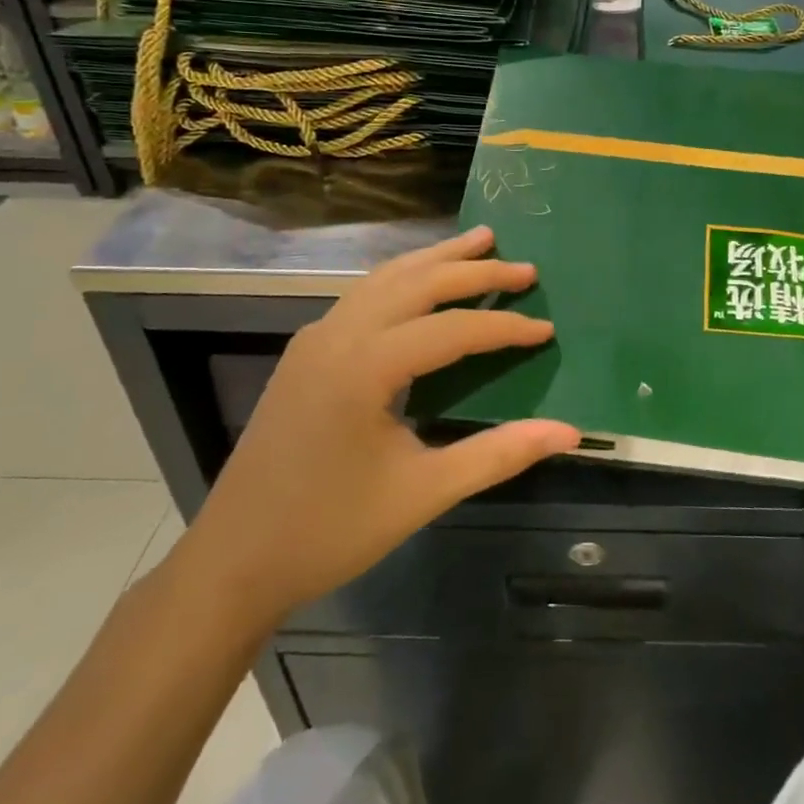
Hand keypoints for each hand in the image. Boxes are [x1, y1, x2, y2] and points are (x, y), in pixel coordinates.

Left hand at [171, 227, 576, 637]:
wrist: (233, 562)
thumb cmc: (330, 530)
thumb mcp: (423, 494)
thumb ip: (498, 455)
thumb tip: (569, 432)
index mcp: (365, 365)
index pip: (452, 329)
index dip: (505, 328)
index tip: (547, 329)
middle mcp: (337, 335)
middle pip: (417, 283)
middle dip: (475, 270)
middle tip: (525, 266)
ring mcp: (315, 339)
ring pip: (384, 279)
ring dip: (435, 260)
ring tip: (478, 241)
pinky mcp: (305, 353)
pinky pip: (362, 296)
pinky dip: (402, 279)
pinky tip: (419, 283)